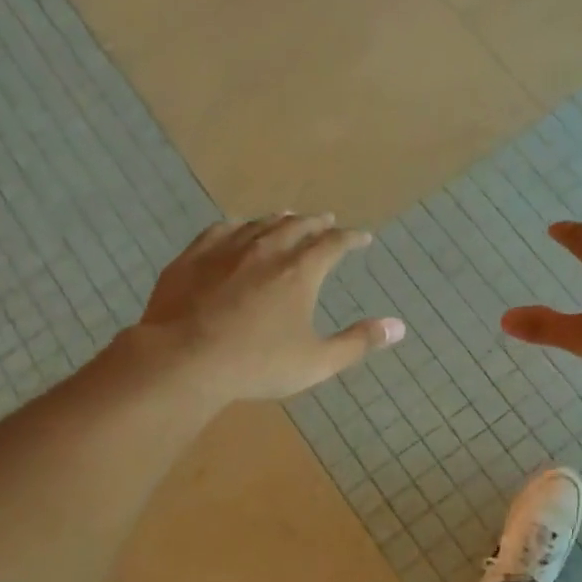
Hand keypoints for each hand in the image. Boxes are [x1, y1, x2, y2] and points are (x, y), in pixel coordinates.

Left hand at [133, 214, 404, 401]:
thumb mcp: (317, 361)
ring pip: (259, 224)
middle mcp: (266, 250)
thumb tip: (398, 327)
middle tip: (327, 220)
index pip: (334, 244)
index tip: (363, 237)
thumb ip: (358, 342)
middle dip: (316, 223)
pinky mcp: (192, 258)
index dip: (351, 238)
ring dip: (279, 219)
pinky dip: (237, 226)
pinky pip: (220, 230)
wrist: (183, 360)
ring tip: (288, 217)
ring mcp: (226, 250)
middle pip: (297, 226)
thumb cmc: (257, 364)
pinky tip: (236, 228)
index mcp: (300, 271)